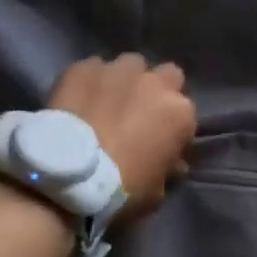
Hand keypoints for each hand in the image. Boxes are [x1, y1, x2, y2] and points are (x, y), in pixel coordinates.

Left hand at [48, 54, 196, 219]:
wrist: (69, 176)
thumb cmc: (123, 189)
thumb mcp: (157, 192)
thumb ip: (168, 169)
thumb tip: (173, 163)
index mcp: (180, 113)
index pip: (187, 114)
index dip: (174, 128)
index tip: (161, 142)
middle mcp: (154, 83)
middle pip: (167, 75)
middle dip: (157, 90)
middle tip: (140, 113)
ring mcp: (118, 70)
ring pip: (130, 65)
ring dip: (125, 81)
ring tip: (108, 102)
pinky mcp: (83, 67)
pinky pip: (93, 69)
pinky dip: (91, 82)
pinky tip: (80, 100)